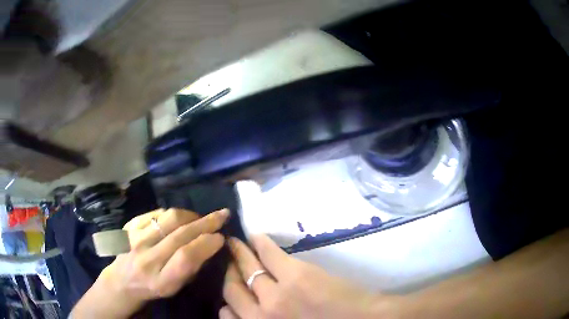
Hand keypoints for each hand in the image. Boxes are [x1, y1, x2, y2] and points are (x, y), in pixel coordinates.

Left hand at [72, 208, 228, 318]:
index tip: (221, 237)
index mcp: (161, 280)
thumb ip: (190, 268)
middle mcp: (147, 258)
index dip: (206, 244)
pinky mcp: (129, 226)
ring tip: (200, 217)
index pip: (186, 257)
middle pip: (179, 234)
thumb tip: (209, 244)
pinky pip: (156, 213)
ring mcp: (136, 239)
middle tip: (222, 214)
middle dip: (206, 222)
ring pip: (169, 219)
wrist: (122, 280)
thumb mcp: (174, 288)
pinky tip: (178, 218)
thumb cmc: (152, 287)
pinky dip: (172, 213)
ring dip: (190, 215)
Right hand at [221, 235, 398, 318]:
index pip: (227, 312)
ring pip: (246, 268)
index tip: (228, 291)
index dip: (225, 301)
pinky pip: (268, 254)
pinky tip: (254, 236)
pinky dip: (259, 243)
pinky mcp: (295, 274)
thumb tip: (253, 311)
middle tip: (227, 262)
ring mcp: (277, 293)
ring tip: (233, 244)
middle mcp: (261, 313)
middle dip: (228, 274)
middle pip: (232, 289)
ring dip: (238, 254)